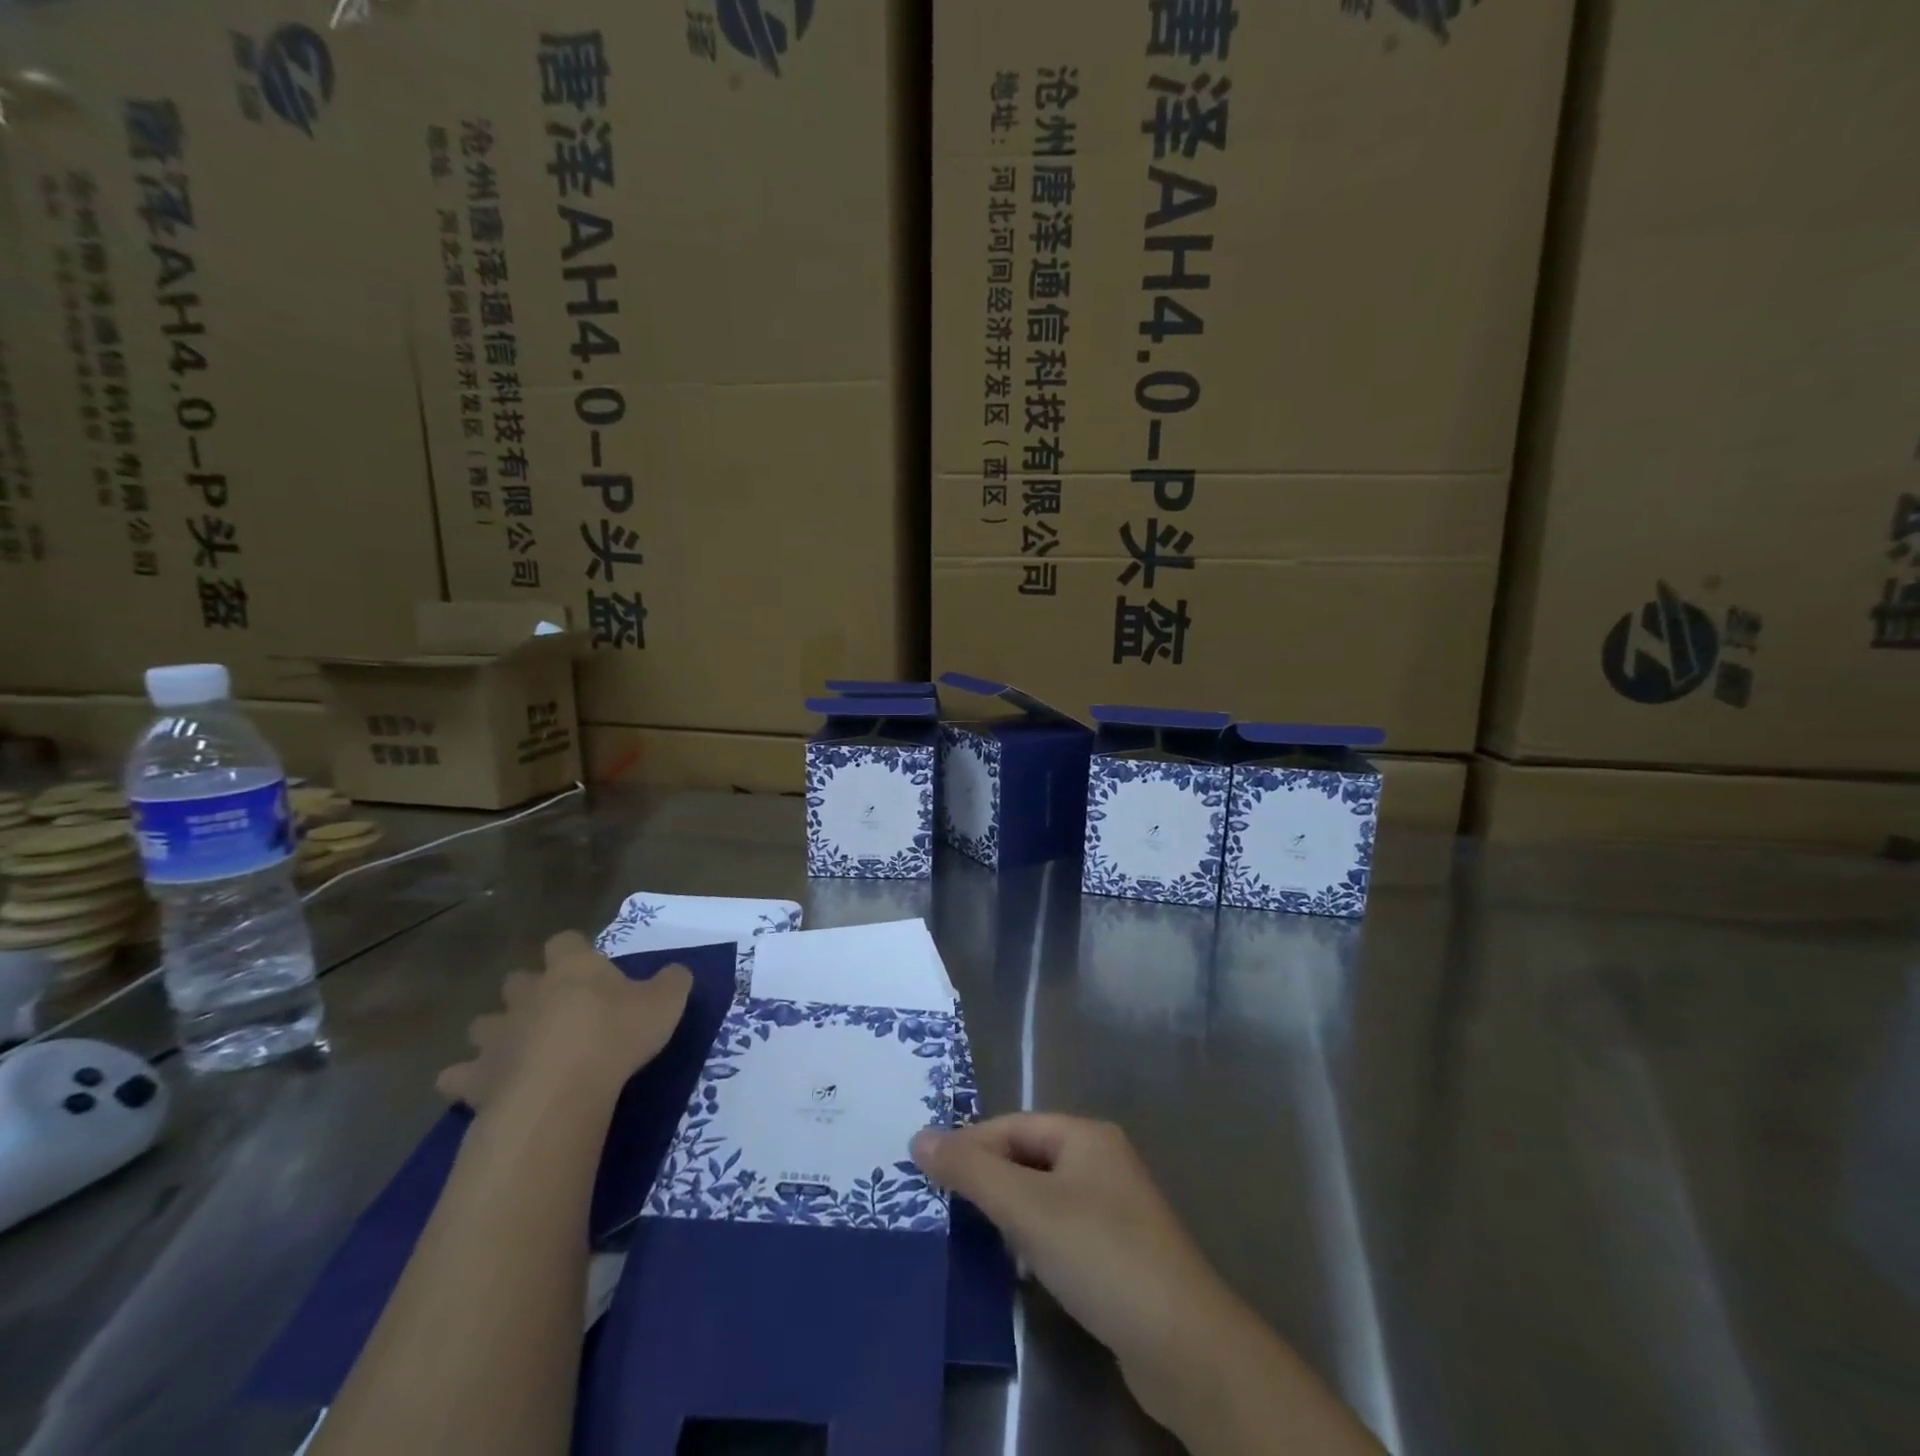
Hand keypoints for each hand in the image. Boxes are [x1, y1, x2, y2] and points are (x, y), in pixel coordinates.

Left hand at [437, 931, 691, 1112]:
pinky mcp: (474, 1078)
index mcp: (572, 968)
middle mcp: (528, 993)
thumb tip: (676, 973)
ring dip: (496, 1032)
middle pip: (517, 980)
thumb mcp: (666, 1001)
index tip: (589, 966)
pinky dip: (467, 1080)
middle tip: (555, 1012)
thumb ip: (673, 981)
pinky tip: (484, 1089)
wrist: (561, 1090)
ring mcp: (496, 1035)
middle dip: (528, 992)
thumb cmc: (617, 1035)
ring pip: (483, 1023)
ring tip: (517, 1050)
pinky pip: (457, 1076)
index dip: (574, 950)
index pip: (565, 941)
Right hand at [912, 1115, 1261, 1434]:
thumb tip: (920, 1137)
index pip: (1013, 1126)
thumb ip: (971, 1170)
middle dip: (988, 1177)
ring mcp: (1115, 1208)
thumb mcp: (1026, 1207)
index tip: (928, 1171)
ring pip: (1045, 1195)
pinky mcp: (1119, 1253)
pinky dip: (1034, 1239)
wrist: (1182, 1343)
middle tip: (943, 1203)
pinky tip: (1017, 1265)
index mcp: (1086, 1135)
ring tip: (972, 1233)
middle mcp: (1103, 1161)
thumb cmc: (1099, 1254)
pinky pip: (1062, 1229)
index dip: (970, 1143)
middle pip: (1029, 1157)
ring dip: (1009, 1210)